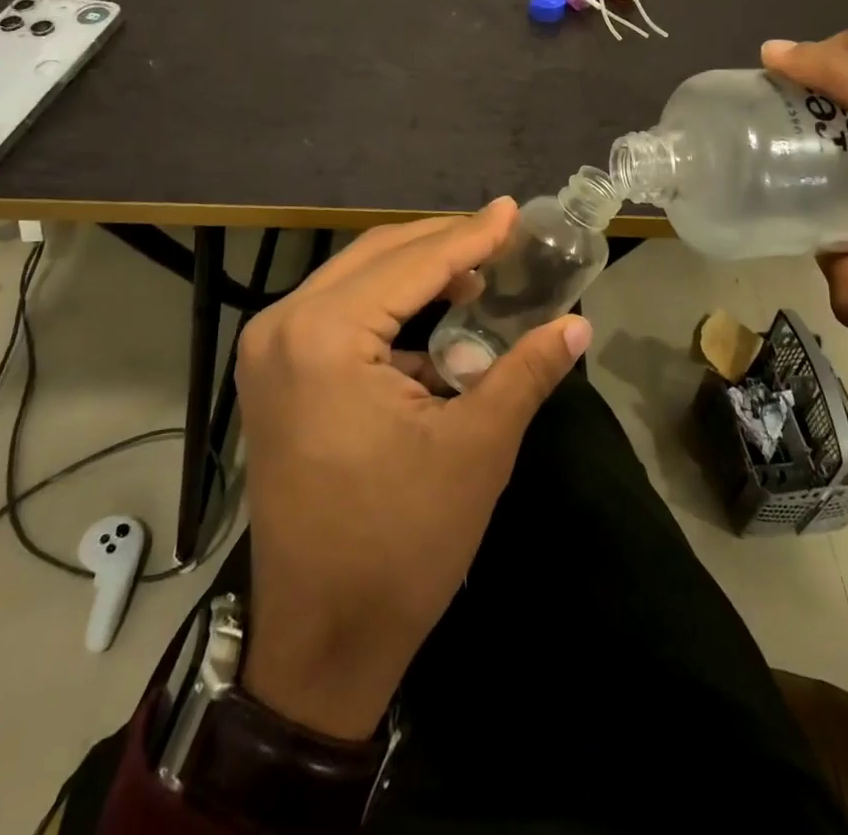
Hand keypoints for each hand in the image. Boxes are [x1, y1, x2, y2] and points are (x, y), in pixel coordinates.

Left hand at [235, 200, 592, 739]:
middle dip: (443, 243)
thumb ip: (526, 372)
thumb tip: (578, 324)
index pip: (412, 264)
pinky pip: (338, 312)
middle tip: (501, 233)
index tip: (514, 211)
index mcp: (324, 336)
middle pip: (377, 257)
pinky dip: (388, 306)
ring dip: (417, 271)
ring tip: (477, 270)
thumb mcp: (476, 449)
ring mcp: (270, 349)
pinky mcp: (274, 374)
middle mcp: (283, 326)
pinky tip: (436, 317)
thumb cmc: (400, 544)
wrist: (322, 637)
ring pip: (355, 280)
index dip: (471, 235)